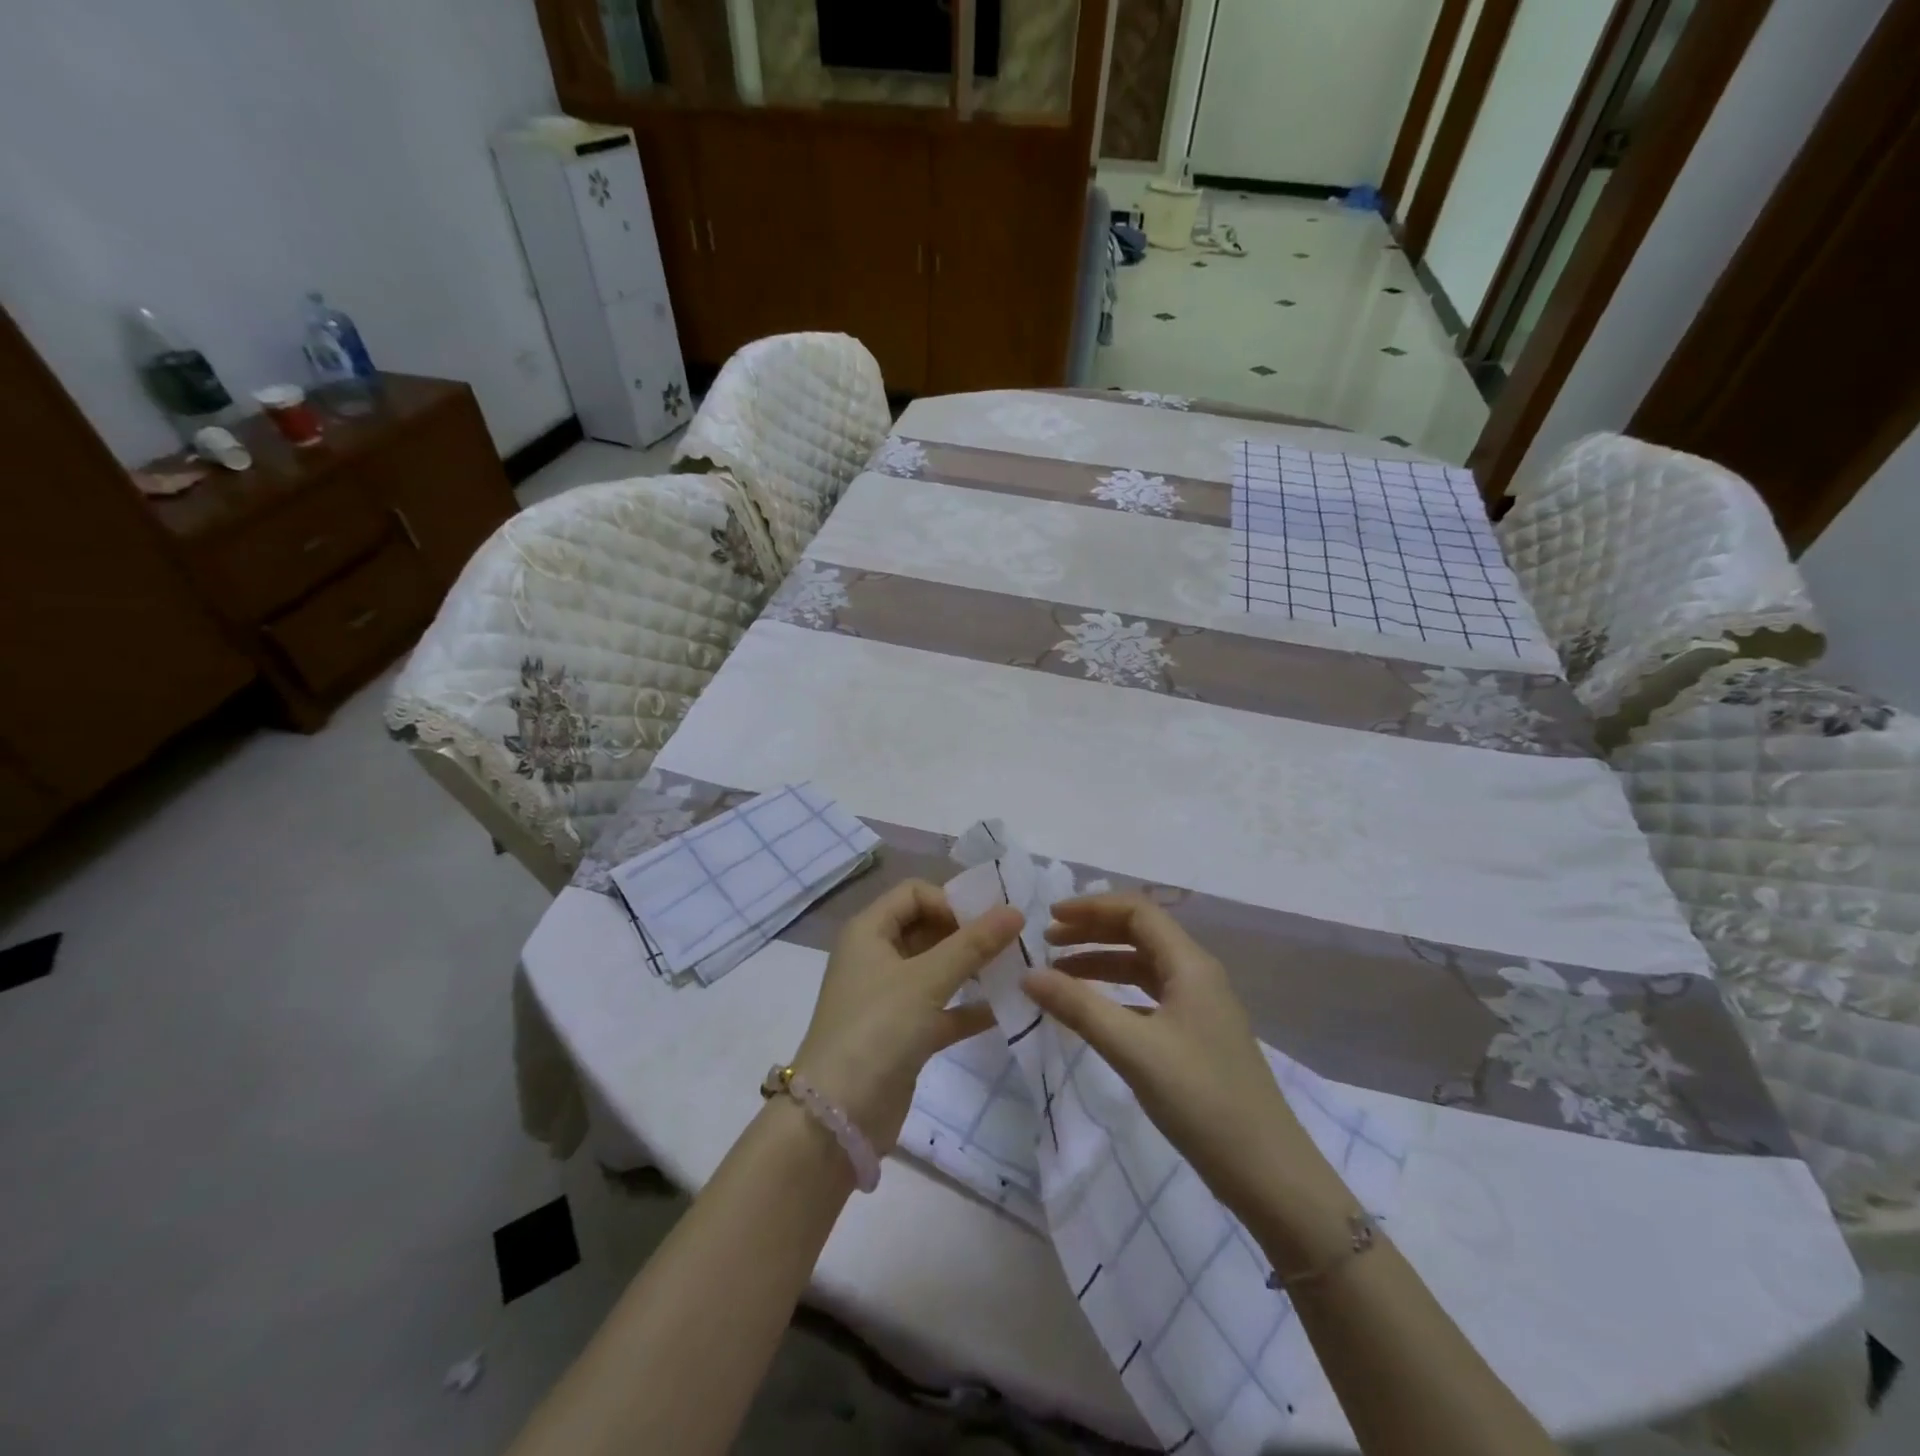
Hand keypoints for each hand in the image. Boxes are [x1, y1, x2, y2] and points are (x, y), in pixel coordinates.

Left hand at [795, 879, 1023, 1152]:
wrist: (838, 1117)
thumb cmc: (877, 1029)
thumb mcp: (926, 980)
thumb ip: (972, 944)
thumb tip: (1015, 910)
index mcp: (869, 932)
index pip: (914, 893)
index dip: (950, 901)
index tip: (986, 922)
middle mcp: (876, 957)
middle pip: (927, 928)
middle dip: (967, 934)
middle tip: (1012, 943)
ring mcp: (889, 997)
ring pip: (936, 969)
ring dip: (972, 969)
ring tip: (1015, 970)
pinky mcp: (902, 1034)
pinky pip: (941, 1009)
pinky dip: (968, 1007)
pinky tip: (1005, 1010)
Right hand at [1023, 894, 1316, 1220]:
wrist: (1267, 1173)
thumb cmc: (1200, 1099)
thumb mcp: (1133, 1049)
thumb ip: (1078, 1007)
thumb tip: (1028, 975)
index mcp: (1190, 964)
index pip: (1137, 911)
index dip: (1091, 907)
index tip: (1050, 916)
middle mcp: (1197, 974)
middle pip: (1139, 933)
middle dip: (1092, 931)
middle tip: (1047, 942)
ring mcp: (1199, 1007)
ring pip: (1142, 967)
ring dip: (1101, 963)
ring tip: (1058, 975)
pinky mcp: (1196, 1036)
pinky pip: (1148, 997)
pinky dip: (1116, 994)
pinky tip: (1092, 1012)